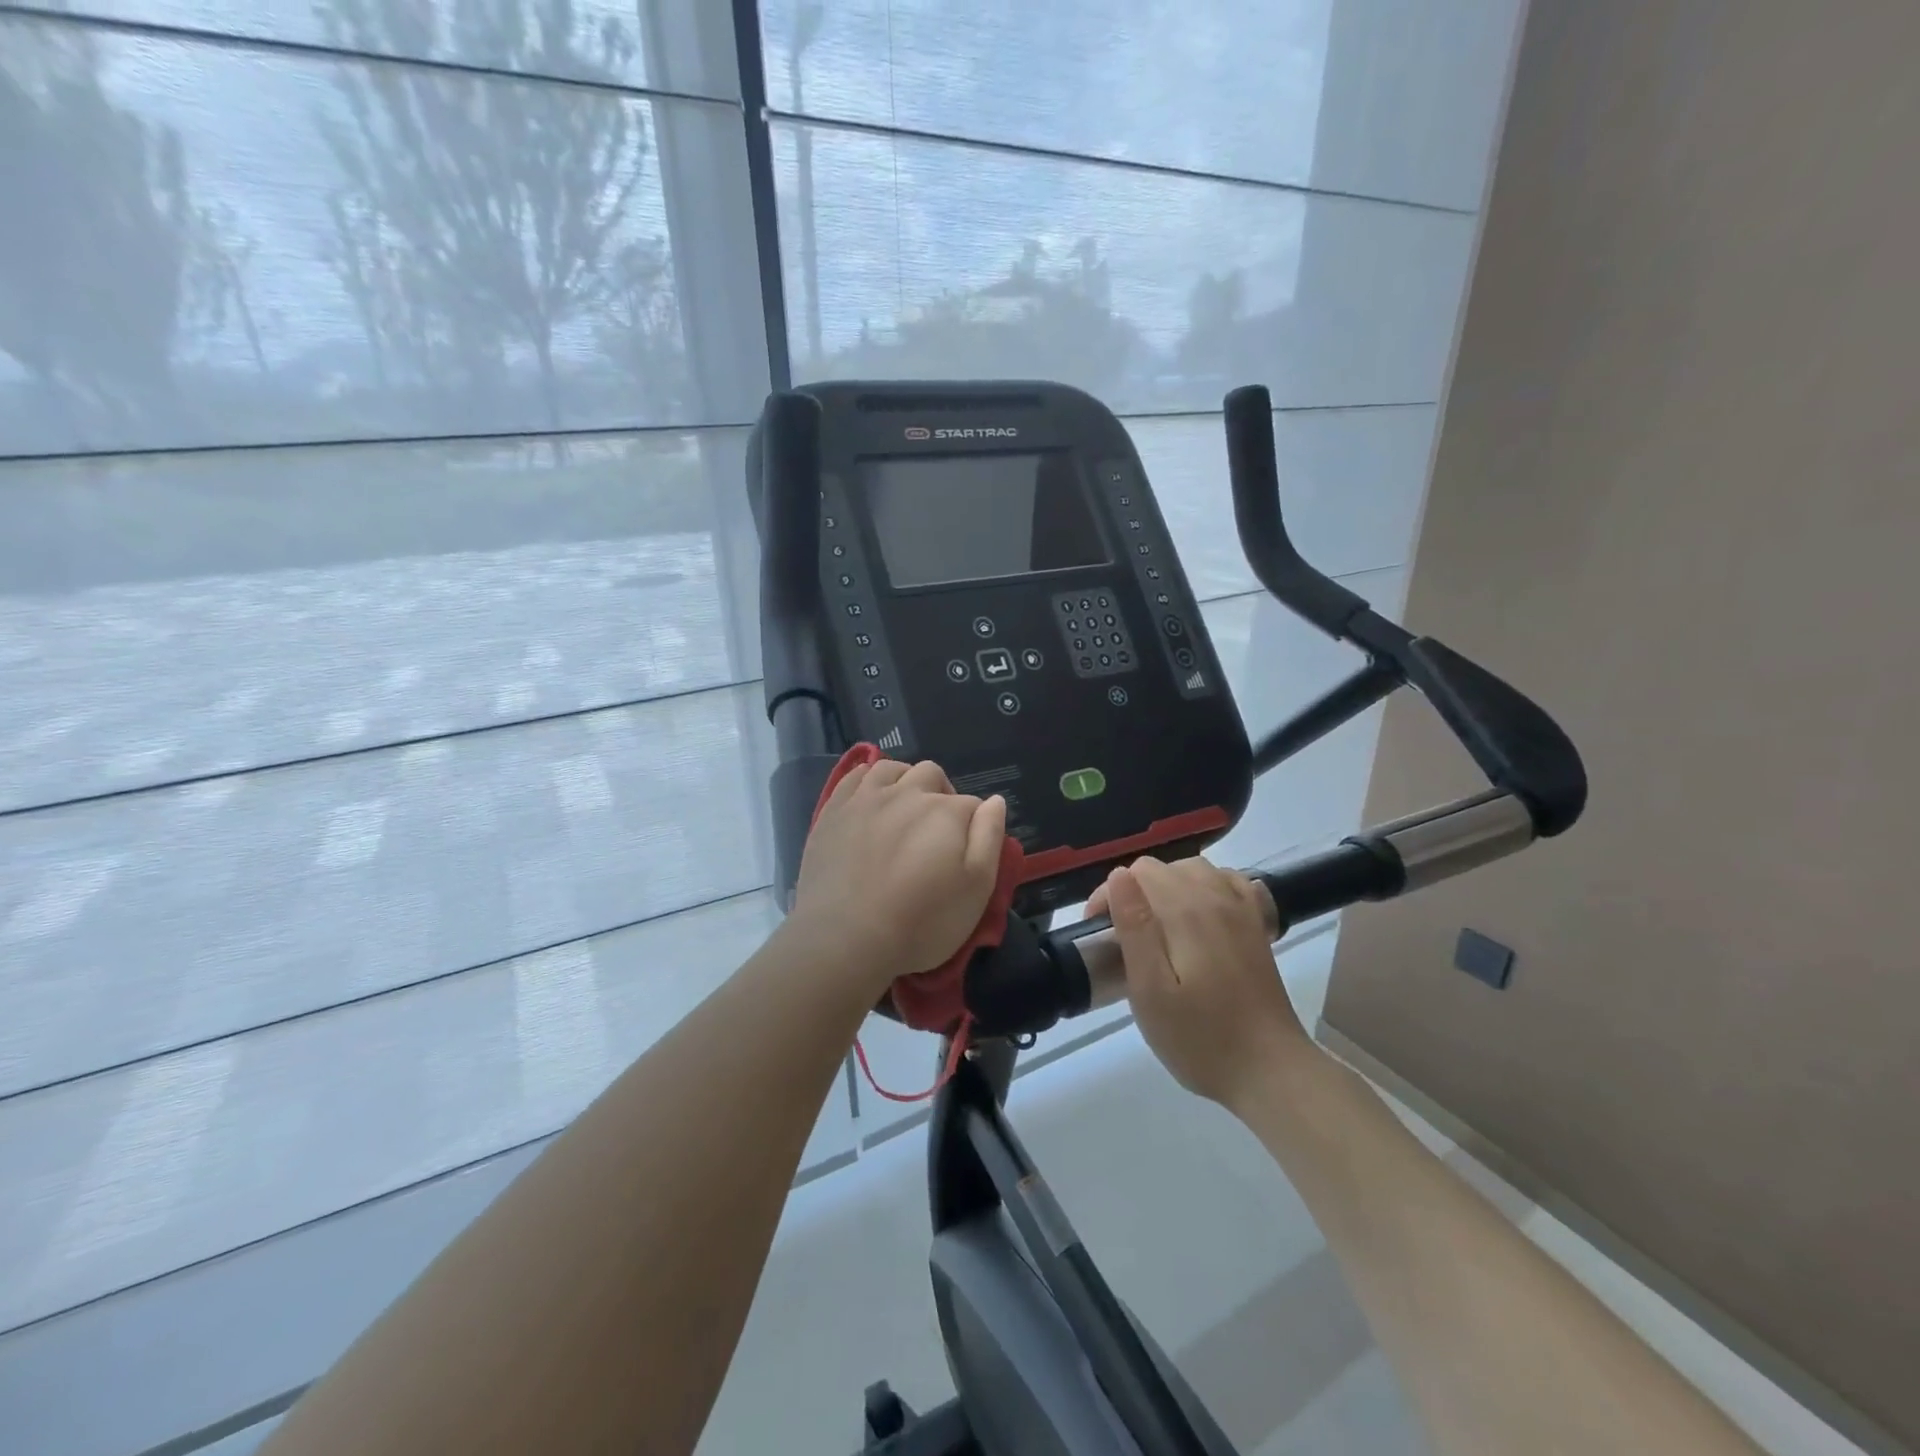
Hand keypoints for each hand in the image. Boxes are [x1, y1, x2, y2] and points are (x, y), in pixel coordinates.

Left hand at [788, 759, 1006, 994]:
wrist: (846, 940)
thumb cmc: (921, 922)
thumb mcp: (977, 889)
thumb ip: (989, 838)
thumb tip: (995, 801)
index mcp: (946, 811)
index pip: (972, 804)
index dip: (973, 826)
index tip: (964, 855)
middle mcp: (907, 793)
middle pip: (932, 776)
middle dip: (941, 796)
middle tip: (935, 833)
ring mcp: (866, 798)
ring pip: (893, 769)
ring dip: (905, 781)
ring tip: (904, 810)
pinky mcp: (833, 810)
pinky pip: (855, 776)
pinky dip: (869, 780)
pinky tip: (871, 799)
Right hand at [1089, 856, 1314, 1106]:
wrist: (1270, 1071)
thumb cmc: (1200, 1038)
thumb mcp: (1150, 991)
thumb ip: (1134, 928)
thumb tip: (1119, 875)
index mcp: (1186, 911)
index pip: (1137, 873)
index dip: (1109, 896)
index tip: (1100, 934)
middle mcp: (1216, 898)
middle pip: (1163, 868)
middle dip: (1134, 891)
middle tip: (1122, 938)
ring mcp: (1242, 910)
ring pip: (1194, 870)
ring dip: (1166, 888)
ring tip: (1154, 928)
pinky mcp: (1257, 926)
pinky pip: (1227, 882)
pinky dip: (1204, 888)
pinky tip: (1196, 917)